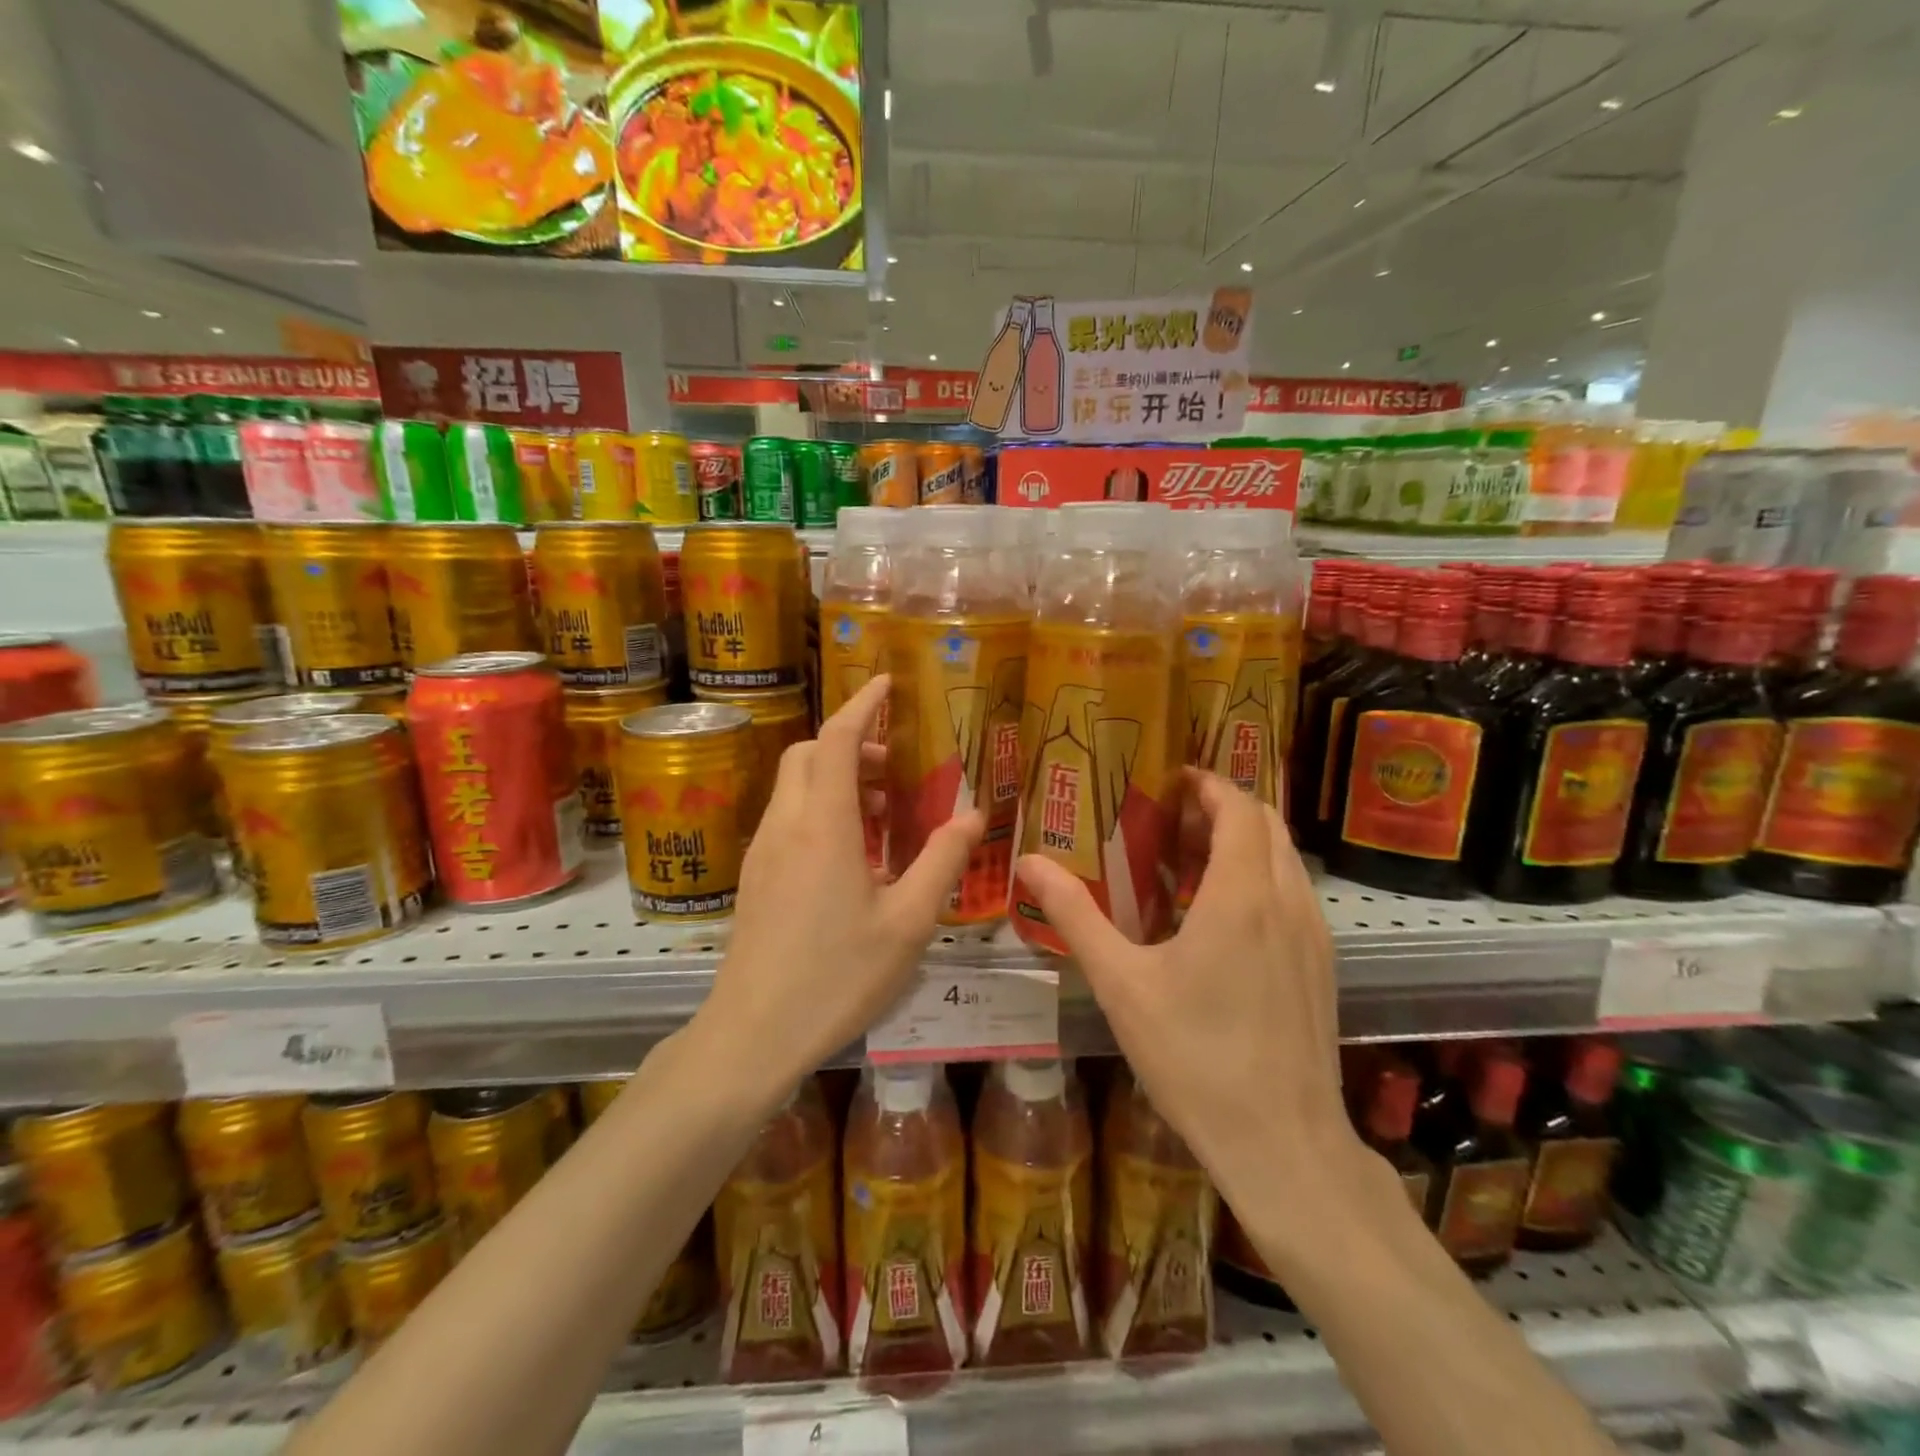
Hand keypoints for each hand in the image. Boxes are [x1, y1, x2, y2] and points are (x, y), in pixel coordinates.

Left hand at [700, 675, 983, 1088]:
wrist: (753, 1034)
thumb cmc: (838, 976)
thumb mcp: (908, 921)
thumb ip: (942, 860)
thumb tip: (974, 817)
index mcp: (824, 825)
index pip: (839, 739)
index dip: (863, 704)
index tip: (888, 683)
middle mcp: (786, 825)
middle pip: (811, 754)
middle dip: (852, 743)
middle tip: (895, 766)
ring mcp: (763, 851)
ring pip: (795, 786)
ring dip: (837, 778)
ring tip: (883, 813)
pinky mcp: (754, 876)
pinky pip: (788, 818)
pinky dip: (820, 808)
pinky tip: (852, 855)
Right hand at [1015, 771, 1361, 1217]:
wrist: (1283, 1145)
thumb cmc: (1194, 1057)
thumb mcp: (1121, 983)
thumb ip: (1075, 915)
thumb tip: (1029, 863)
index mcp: (1241, 895)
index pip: (1238, 808)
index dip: (1208, 784)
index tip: (1170, 781)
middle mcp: (1287, 902)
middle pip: (1266, 825)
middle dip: (1222, 809)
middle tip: (1171, 819)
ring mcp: (1314, 935)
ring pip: (1285, 860)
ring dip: (1243, 844)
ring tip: (1189, 862)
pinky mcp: (1323, 966)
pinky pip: (1293, 895)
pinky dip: (1260, 878)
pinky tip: (1219, 919)